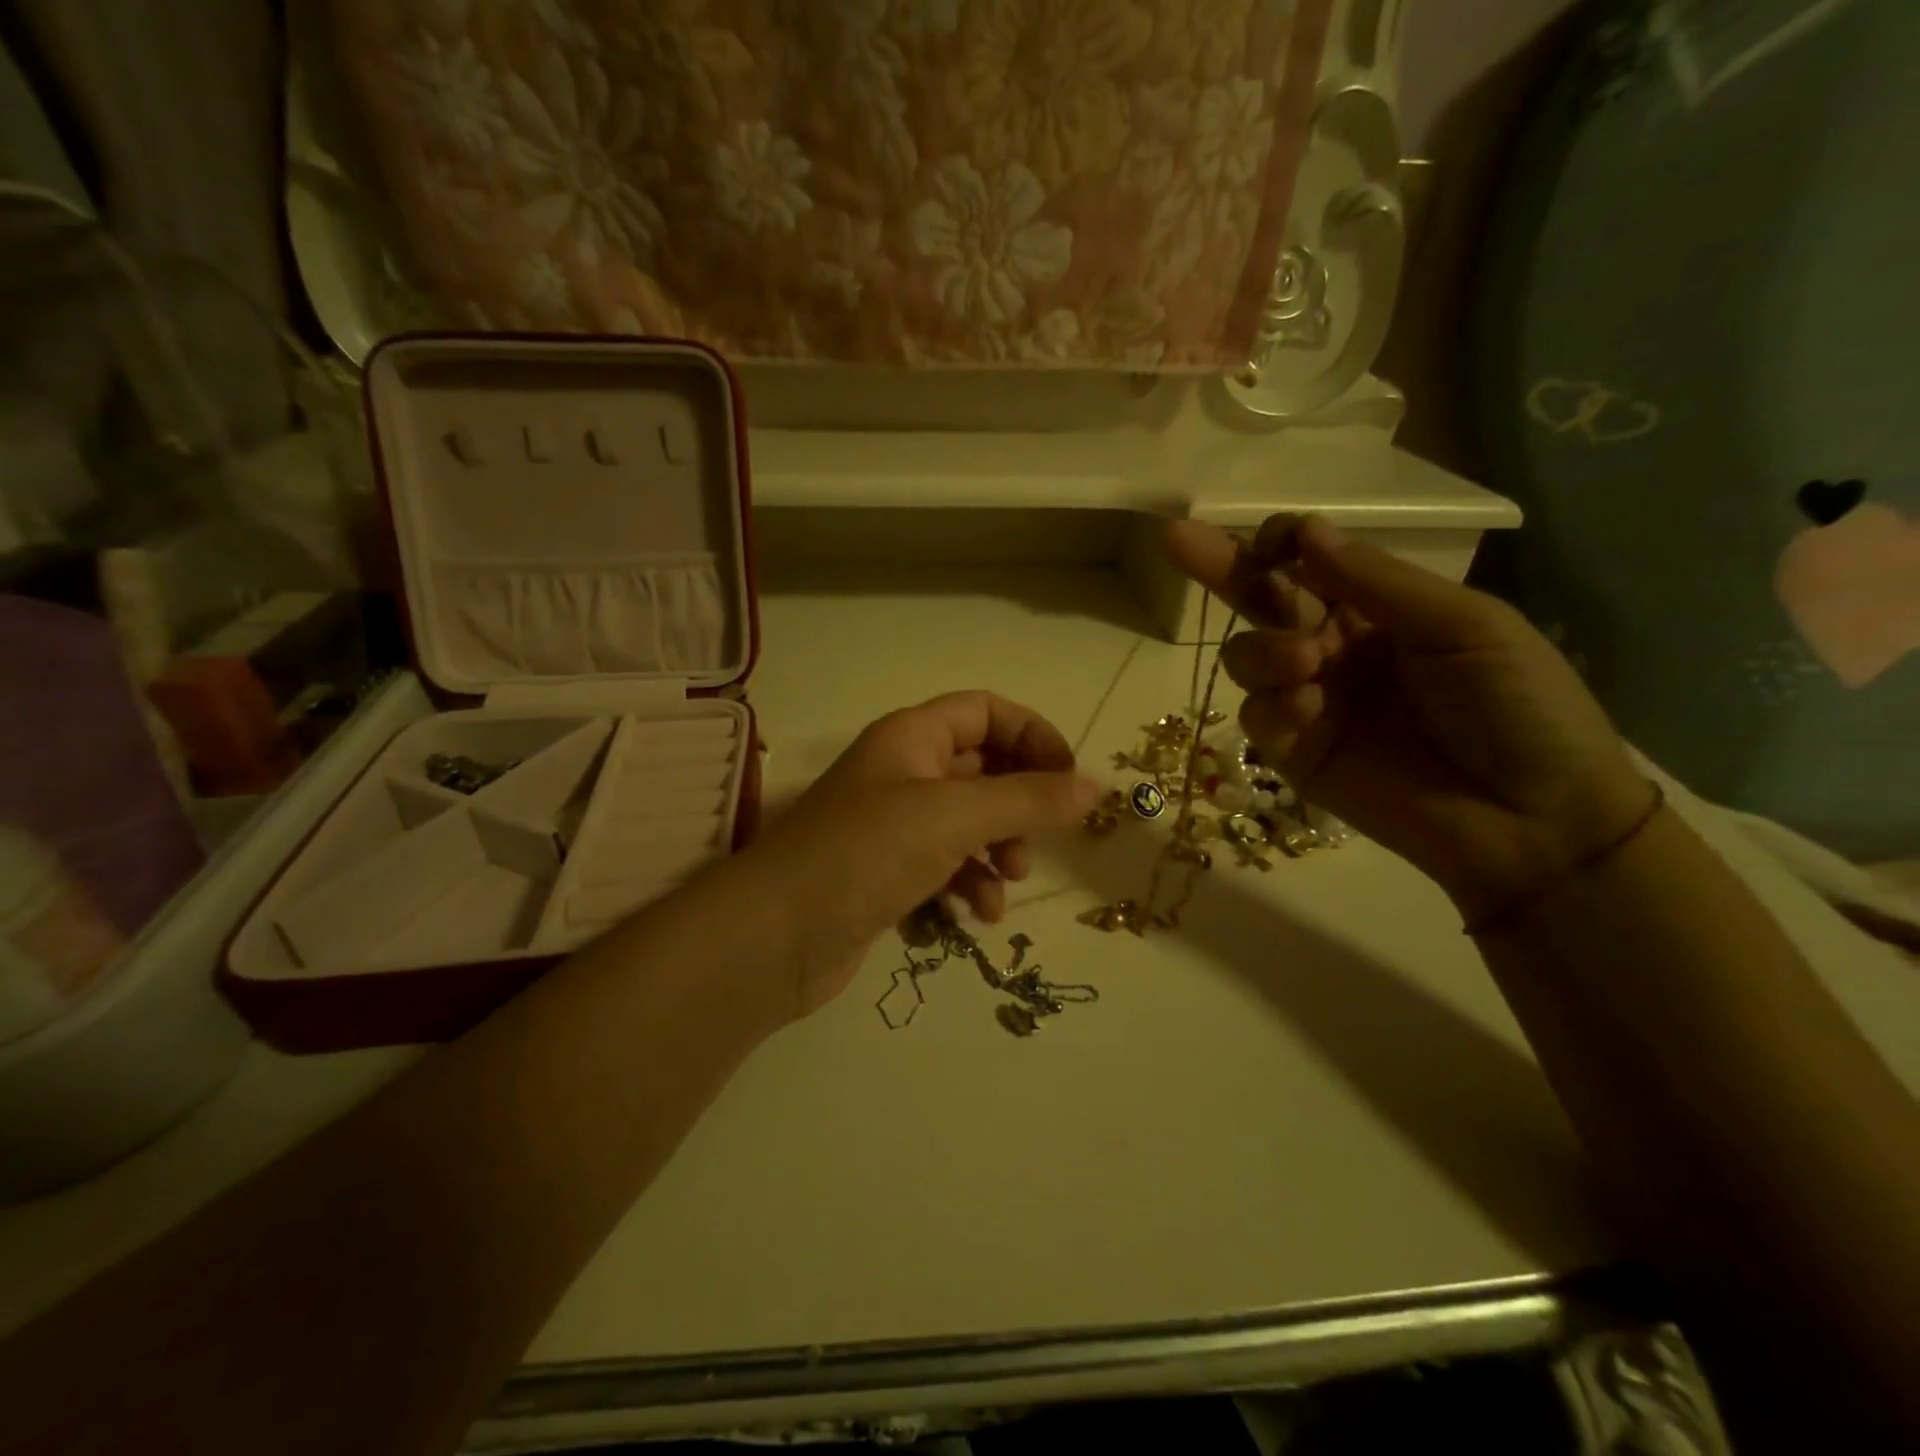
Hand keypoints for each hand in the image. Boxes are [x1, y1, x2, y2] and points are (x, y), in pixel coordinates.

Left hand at [734, 692, 1099, 1017]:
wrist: (775, 937)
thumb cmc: (865, 853)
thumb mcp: (955, 817)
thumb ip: (1029, 800)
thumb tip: (1096, 787)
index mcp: (913, 738)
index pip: (987, 711)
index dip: (1033, 735)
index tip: (1068, 779)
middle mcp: (903, 772)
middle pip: (982, 769)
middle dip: (1019, 803)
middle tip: (1040, 839)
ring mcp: (893, 825)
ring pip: (969, 823)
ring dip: (998, 850)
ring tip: (1007, 882)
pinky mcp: (887, 874)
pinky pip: (946, 866)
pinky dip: (969, 885)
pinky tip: (975, 915)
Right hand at [1165, 514, 1655, 922]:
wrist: (1531, 818)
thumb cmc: (1517, 705)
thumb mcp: (1463, 625)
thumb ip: (1376, 582)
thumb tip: (1306, 532)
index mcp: (1380, 609)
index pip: (1311, 564)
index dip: (1284, 544)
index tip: (1275, 540)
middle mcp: (1335, 648)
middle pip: (1262, 601)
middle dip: (1220, 566)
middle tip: (1175, 538)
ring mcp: (1311, 701)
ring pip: (1248, 657)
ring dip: (1264, 649)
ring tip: (1304, 664)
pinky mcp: (1295, 753)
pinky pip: (1257, 716)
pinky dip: (1272, 706)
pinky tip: (1307, 710)